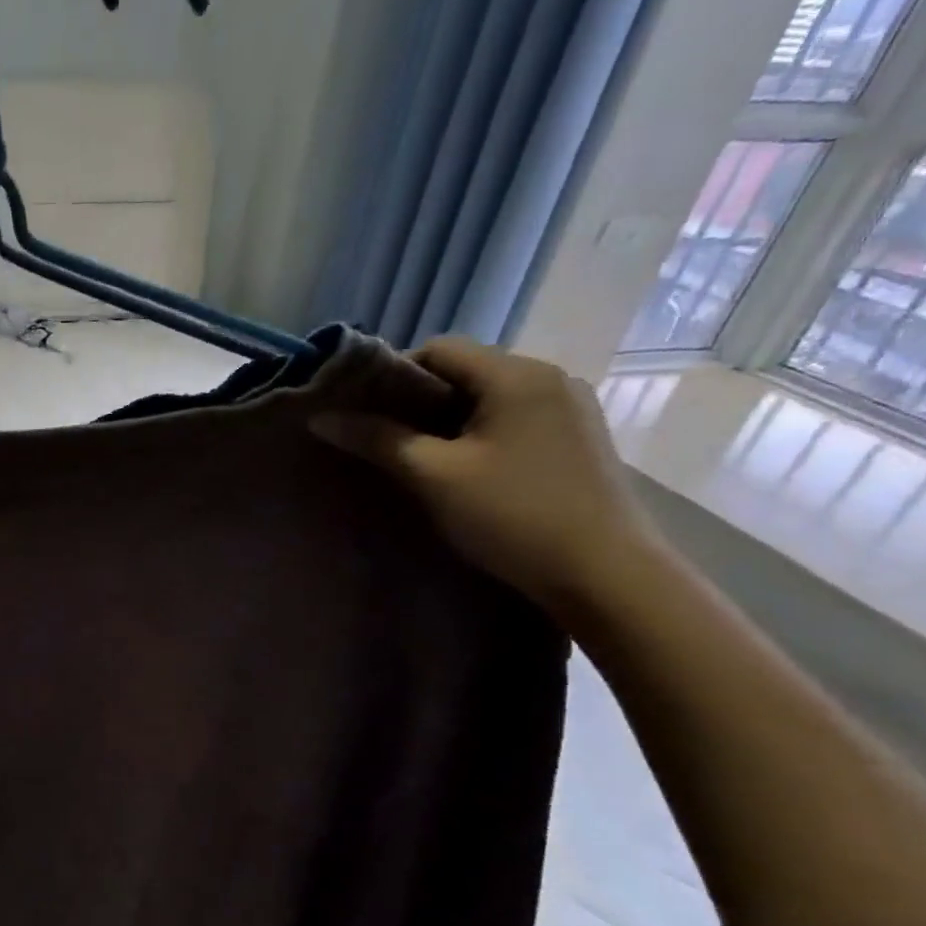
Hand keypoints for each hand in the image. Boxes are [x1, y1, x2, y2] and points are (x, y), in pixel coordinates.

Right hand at [310, 337, 659, 617]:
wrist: (606, 575)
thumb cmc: (512, 515)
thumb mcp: (433, 476)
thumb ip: (376, 440)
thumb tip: (320, 418)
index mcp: (517, 374)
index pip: (438, 349)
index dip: (393, 377)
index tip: (367, 417)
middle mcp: (549, 378)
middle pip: (464, 372)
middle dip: (418, 403)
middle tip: (386, 443)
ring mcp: (570, 409)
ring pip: (487, 399)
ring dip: (447, 422)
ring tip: (420, 463)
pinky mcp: (577, 440)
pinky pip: (512, 420)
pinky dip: (478, 436)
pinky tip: (466, 474)